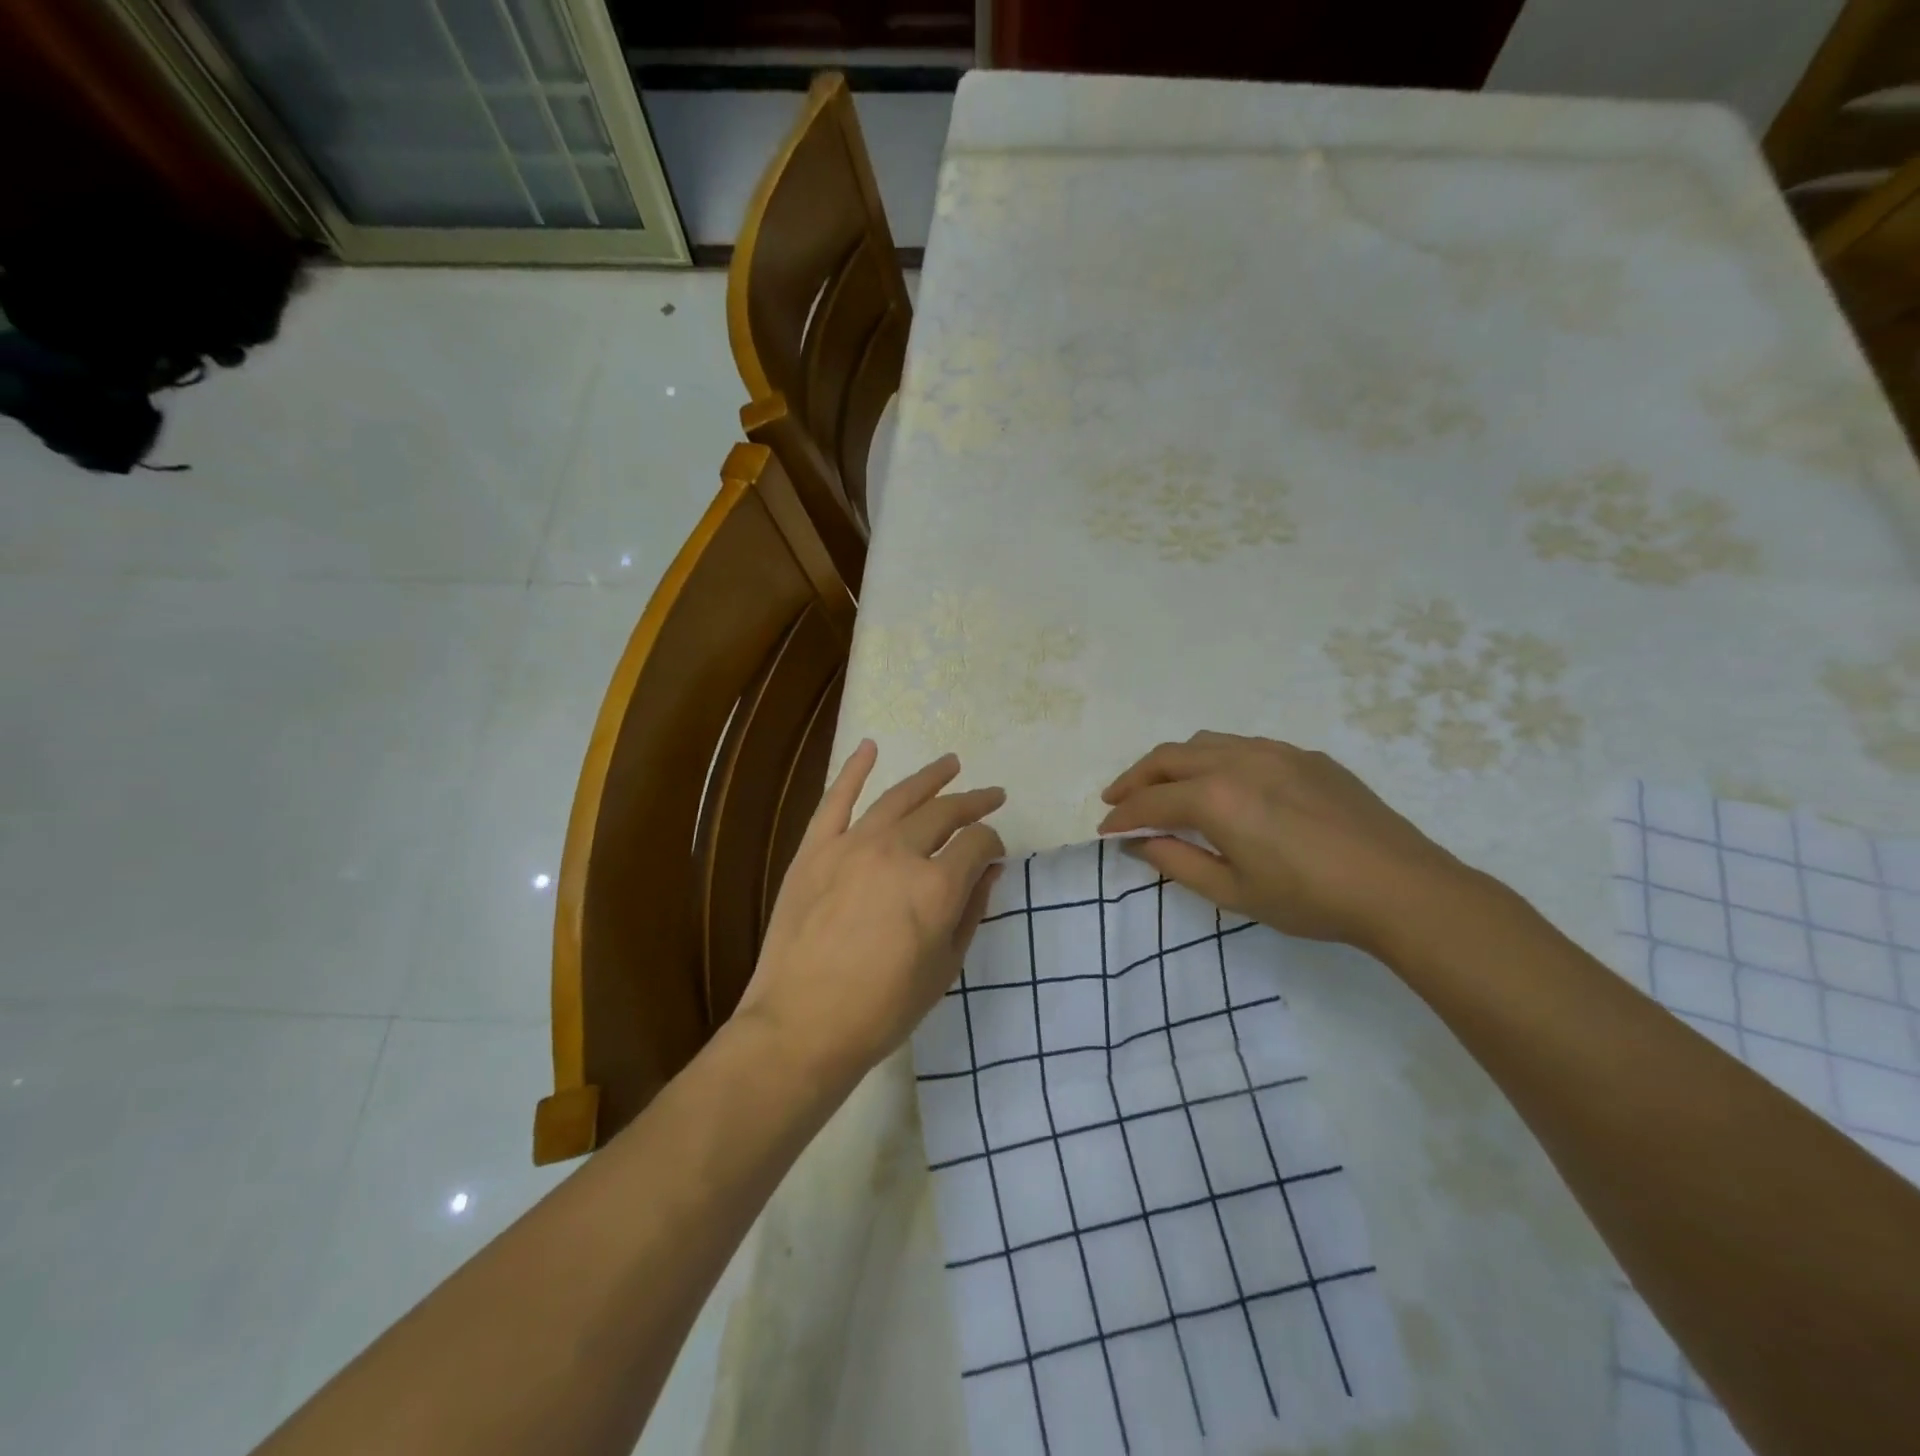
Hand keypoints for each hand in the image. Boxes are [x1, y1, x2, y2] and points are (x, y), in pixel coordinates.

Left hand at [737, 741, 1005, 1087]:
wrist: (802, 1025)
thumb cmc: (883, 1009)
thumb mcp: (944, 967)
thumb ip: (971, 911)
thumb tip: (988, 871)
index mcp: (936, 885)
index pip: (978, 844)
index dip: (993, 844)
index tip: (994, 853)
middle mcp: (899, 852)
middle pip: (944, 813)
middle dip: (973, 803)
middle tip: (990, 796)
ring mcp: (853, 845)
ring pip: (898, 797)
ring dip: (929, 777)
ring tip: (951, 763)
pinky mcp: (815, 849)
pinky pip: (836, 799)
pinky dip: (854, 769)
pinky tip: (870, 747)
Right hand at [1097, 731, 1472, 955]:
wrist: (1400, 888)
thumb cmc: (1310, 899)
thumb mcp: (1233, 892)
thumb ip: (1177, 863)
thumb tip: (1139, 842)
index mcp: (1216, 797)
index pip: (1151, 801)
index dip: (1123, 816)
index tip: (1104, 830)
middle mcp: (1239, 760)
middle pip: (1169, 758)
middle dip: (1135, 778)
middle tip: (1118, 800)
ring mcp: (1275, 751)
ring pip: (1205, 742)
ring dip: (1173, 762)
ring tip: (1162, 786)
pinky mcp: (1305, 756)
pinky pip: (1244, 745)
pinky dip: (1214, 758)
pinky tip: (1222, 783)